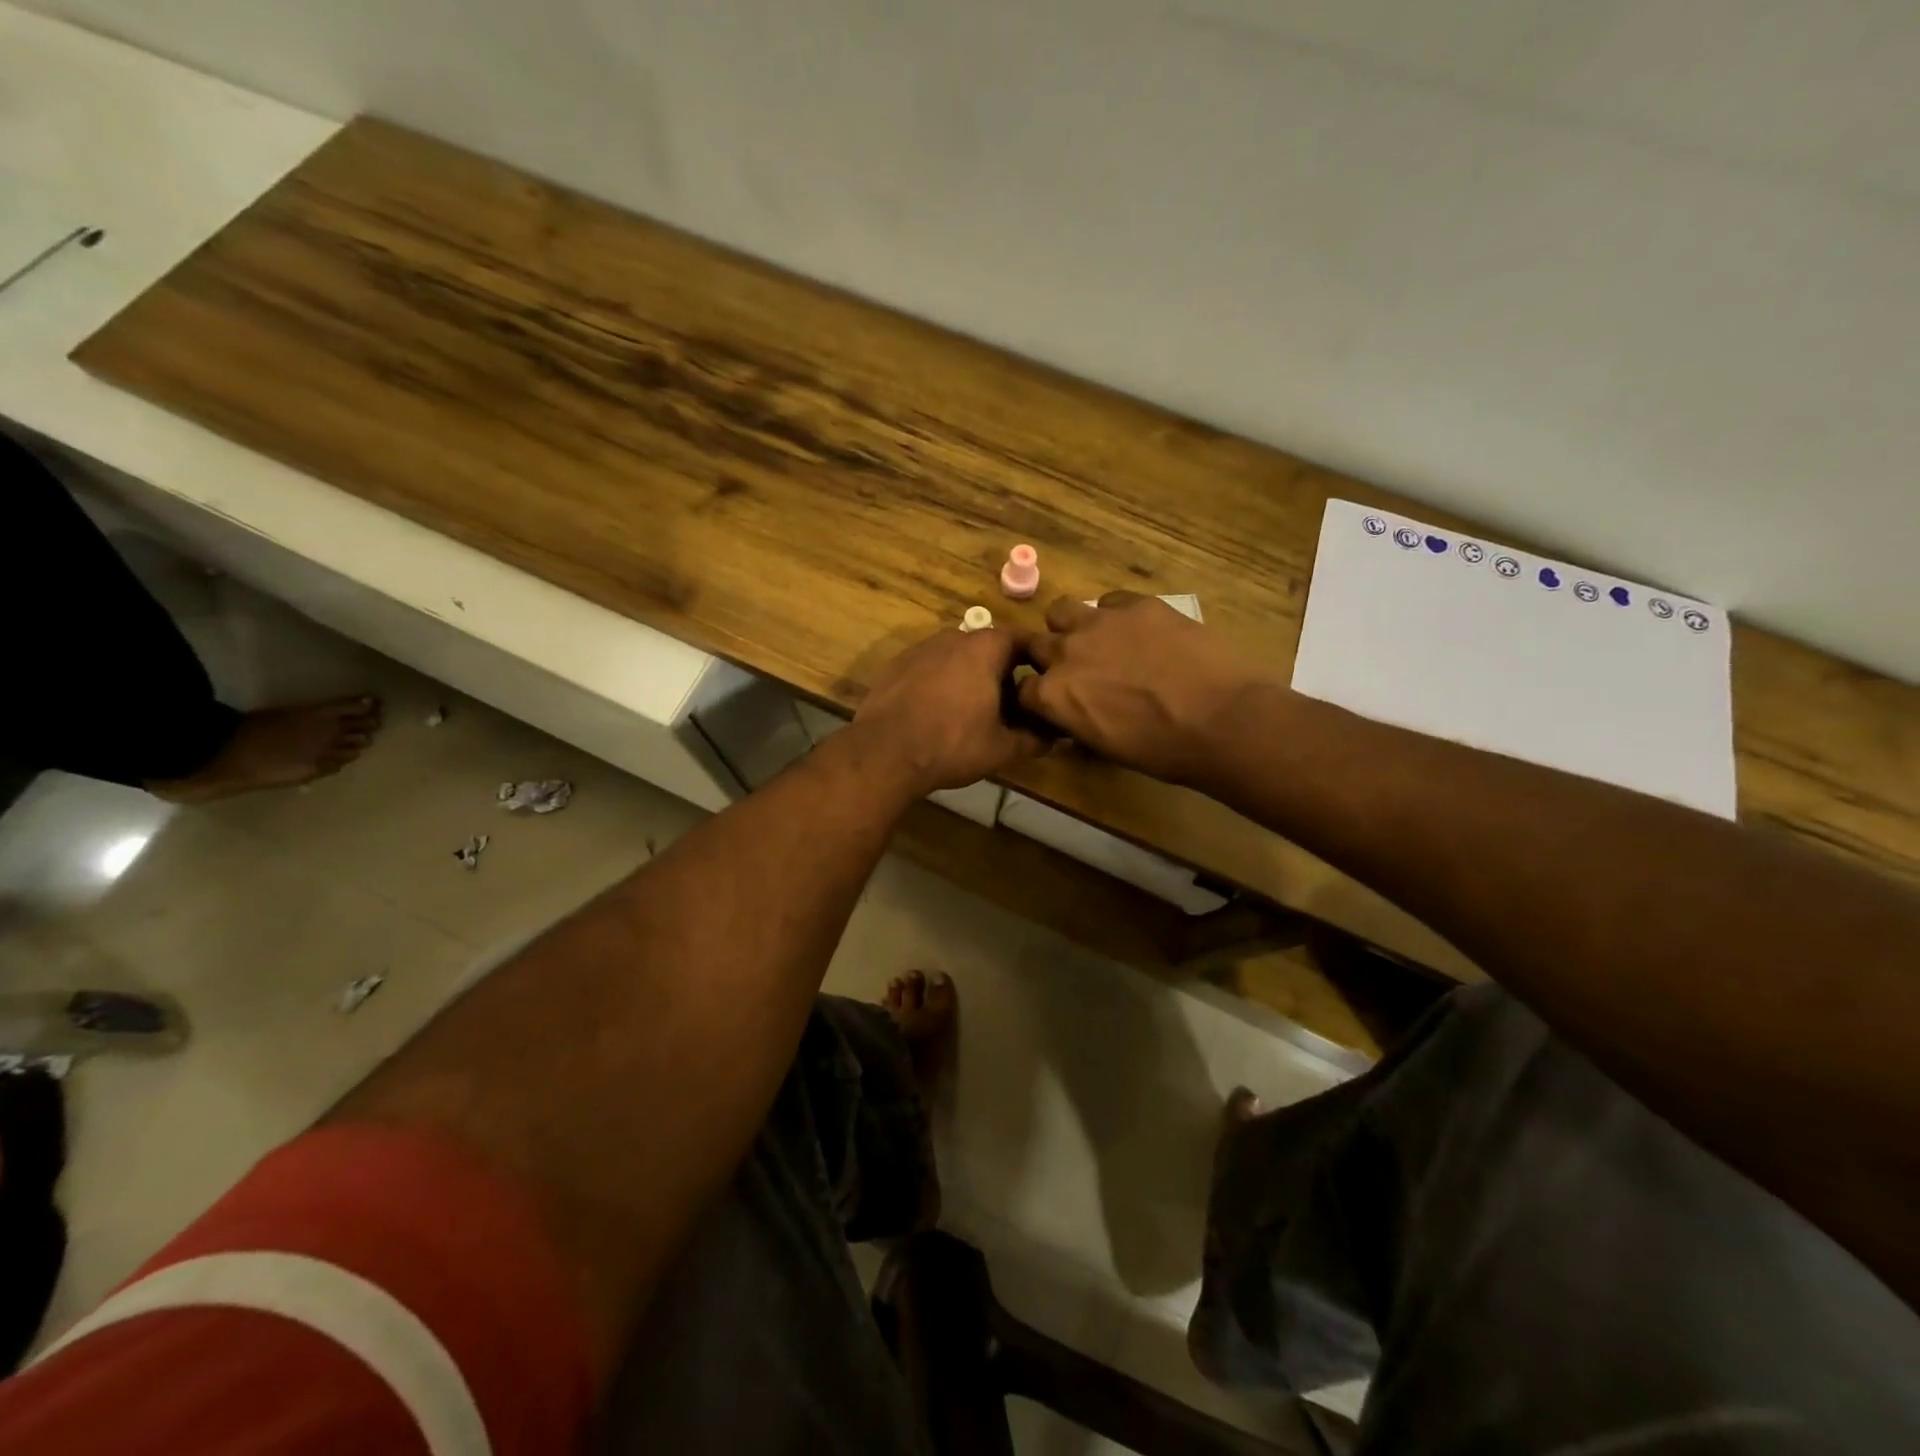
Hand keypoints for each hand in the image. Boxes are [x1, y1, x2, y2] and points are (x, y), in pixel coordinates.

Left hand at [848, 625, 1046, 796]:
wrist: (885, 752)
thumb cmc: (952, 744)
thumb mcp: (1002, 749)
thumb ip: (1033, 740)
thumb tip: (1056, 739)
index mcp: (984, 648)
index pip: (1020, 640)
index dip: (1033, 661)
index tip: (1039, 684)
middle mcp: (952, 637)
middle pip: (986, 647)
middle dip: (999, 672)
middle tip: (1008, 705)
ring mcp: (919, 649)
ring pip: (955, 657)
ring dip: (967, 676)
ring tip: (971, 710)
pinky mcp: (894, 665)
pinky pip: (928, 668)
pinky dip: (938, 683)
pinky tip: (936, 712)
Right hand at [1020, 592, 1269, 785]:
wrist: (1223, 720)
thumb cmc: (1164, 750)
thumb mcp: (1107, 748)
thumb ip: (1077, 726)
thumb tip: (1071, 722)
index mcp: (1053, 696)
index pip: (1023, 690)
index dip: (1038, 696)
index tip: (1054, 702)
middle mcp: (1065, 653)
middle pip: (1036, 645)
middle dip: (1049, 658)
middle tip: (1078, 670)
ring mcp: (1099, 622)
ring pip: (1061, 610)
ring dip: (1071, 626)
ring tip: (1098, 640)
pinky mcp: (1137, 604)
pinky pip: (1111, 601)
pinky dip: (1116, 615)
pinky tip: (1140, 631)